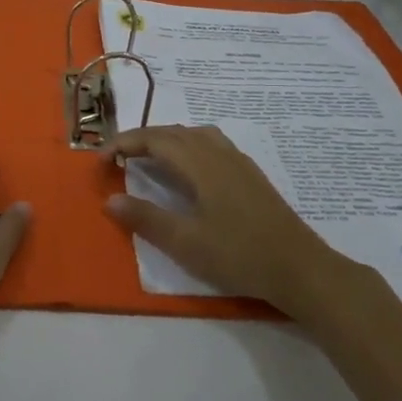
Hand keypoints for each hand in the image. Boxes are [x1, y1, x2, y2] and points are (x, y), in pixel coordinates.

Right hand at [102, 124, 355, 318]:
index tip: (101, 160)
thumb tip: (110, 199)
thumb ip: (146, 219)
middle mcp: (218, 153)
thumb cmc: (240, 255)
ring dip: (166, 139)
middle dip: (141, 138)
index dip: (124, 143)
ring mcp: (238, 162)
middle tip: (118, 158)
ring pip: (194, 135)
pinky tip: (189, 170)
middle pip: (173, 132)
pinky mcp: (250, 174)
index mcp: (200, 164)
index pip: (154, 139)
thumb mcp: (186, 242)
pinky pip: (210, 144)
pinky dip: (187, 146)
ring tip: (149, 158)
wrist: (301, 268)